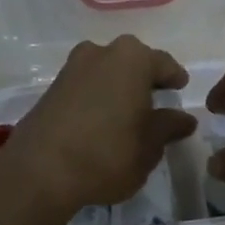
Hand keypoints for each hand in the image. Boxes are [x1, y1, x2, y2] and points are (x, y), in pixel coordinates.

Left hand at [4, 36, 196, 213]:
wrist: (39, 172)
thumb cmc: (108, 152)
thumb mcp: (150, 145)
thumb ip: (169, 127)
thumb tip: (184, 119)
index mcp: (133, 58)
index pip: (164, 64)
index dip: (175, 79)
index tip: (180, 90)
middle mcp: (102, 52)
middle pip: (133, 63)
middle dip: (144, 80)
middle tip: (156, 102)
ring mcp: (72, 68)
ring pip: (106, 73)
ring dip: (118, 88)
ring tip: (127, 114)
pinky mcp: (51, 89)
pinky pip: (86, 87)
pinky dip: (97, 99)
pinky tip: (101, 122)